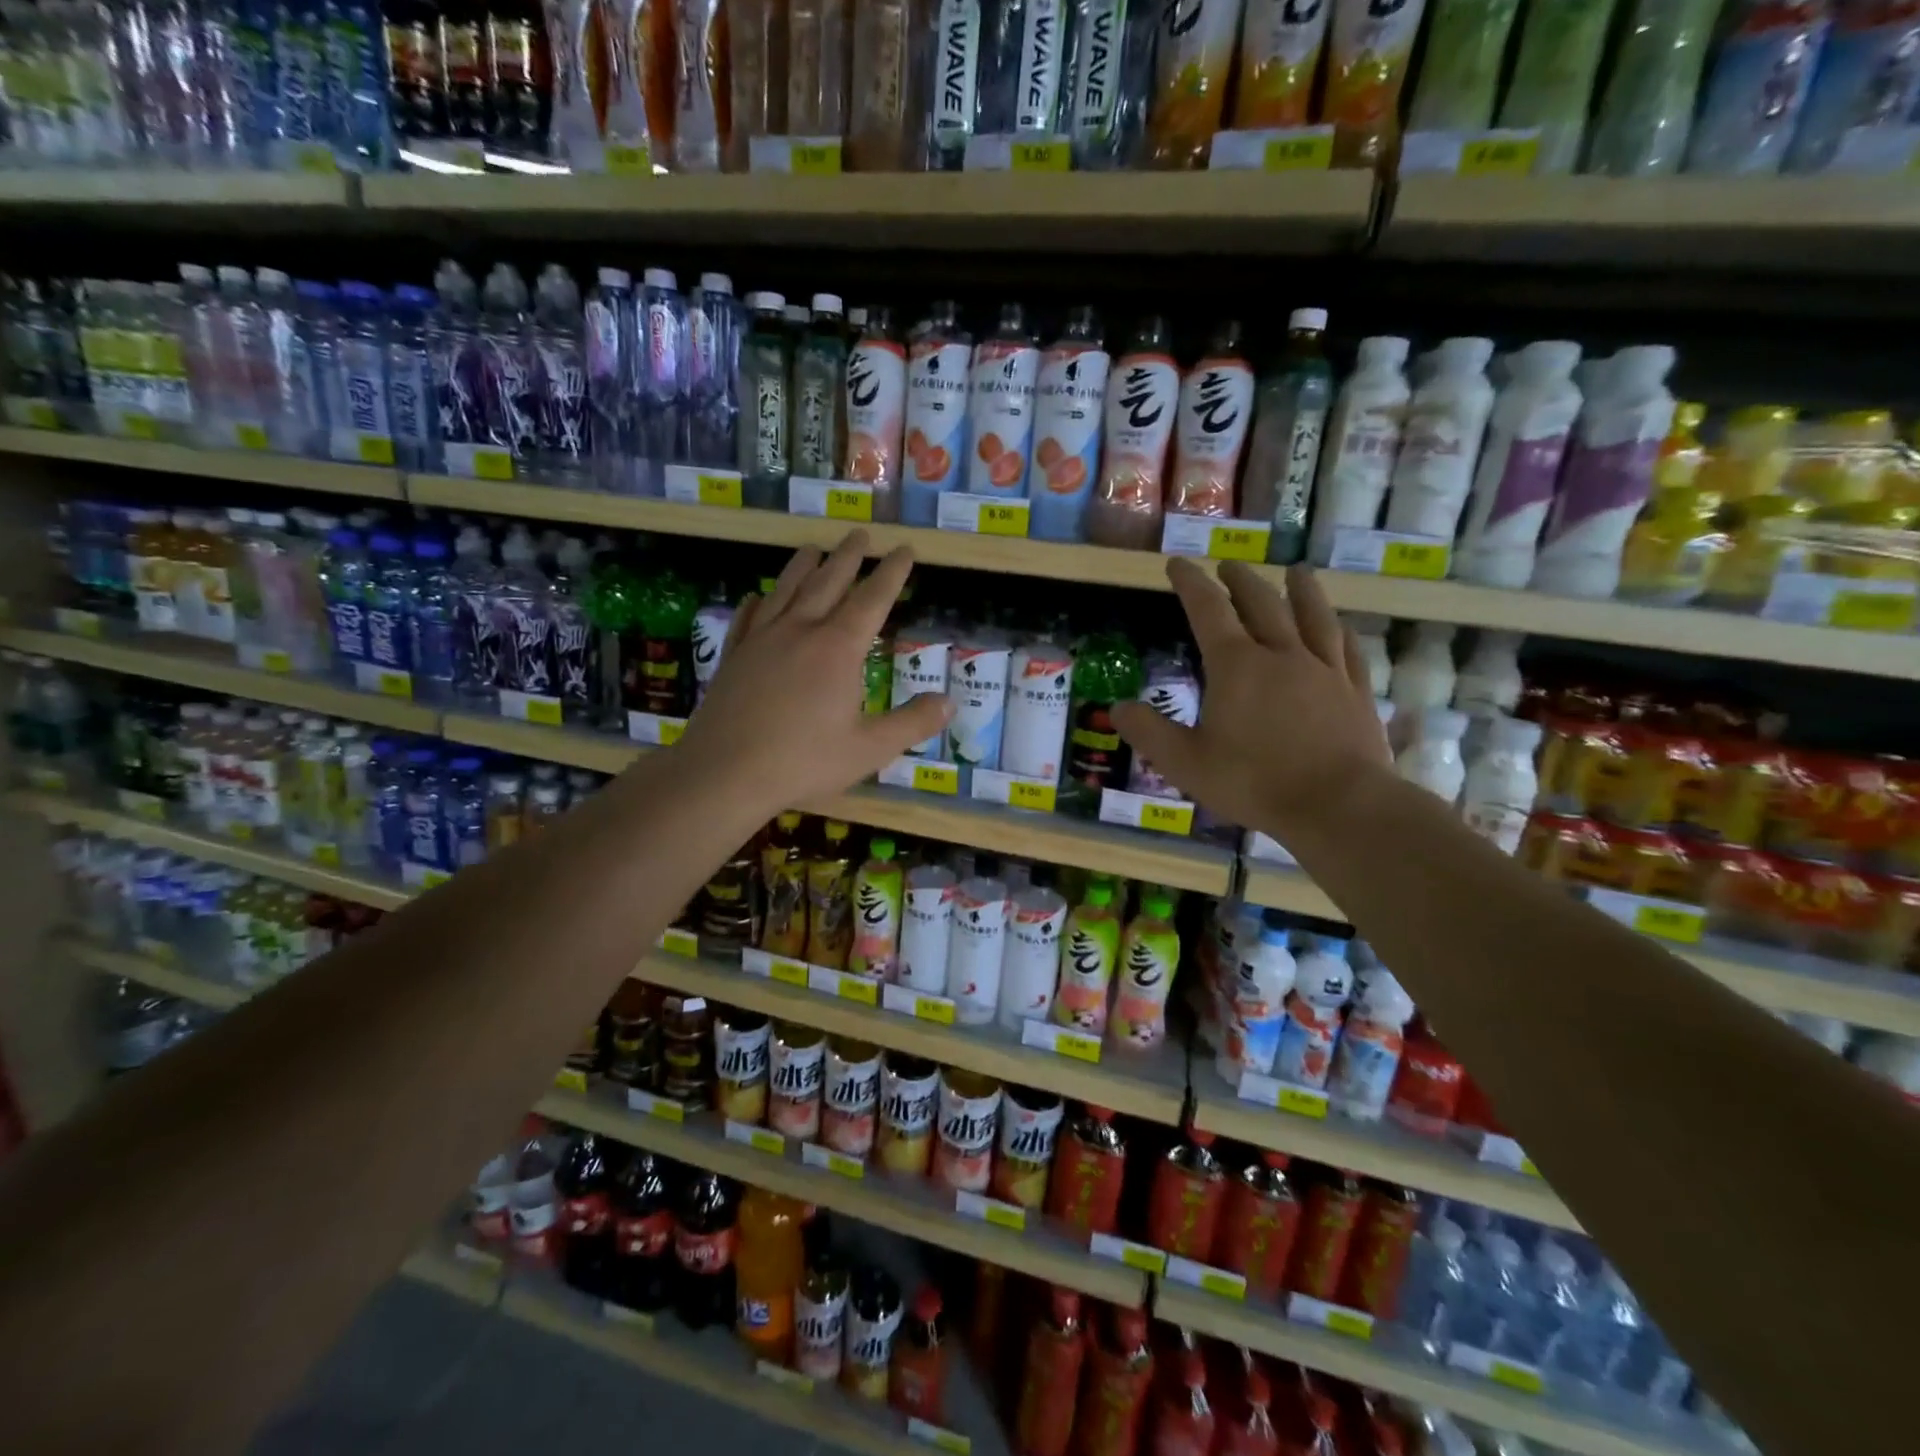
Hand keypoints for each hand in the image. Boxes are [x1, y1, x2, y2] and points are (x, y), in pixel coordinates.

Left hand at [675, 531, 951, 817]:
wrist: (724, 772)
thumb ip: (912, 723)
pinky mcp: (733, 656)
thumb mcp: (870, 749)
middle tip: (861, 534)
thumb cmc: (803, 761)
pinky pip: (747, 618)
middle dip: (849, 557)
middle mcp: (800, 631)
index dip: (892, 573)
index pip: (872, 599)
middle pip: (828, 582)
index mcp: (838, 648)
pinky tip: (757, 595)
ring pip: (786, 590)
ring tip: (813, 547)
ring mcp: (761, 640)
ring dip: (803, 566)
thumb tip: (950, 702)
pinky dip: (757, 602)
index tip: (905, 549)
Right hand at [1112, 559, 1390, 841]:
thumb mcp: (1185, 763)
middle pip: (1261, 604)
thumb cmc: (1254, 782)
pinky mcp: (1355, 691)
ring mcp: (1324, 670)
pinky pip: (1346, 650)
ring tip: (1295, 571)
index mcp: (1236, 666)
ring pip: (1313, 616)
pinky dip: (1339, 631)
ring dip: (1301, 590)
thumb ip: (1149, 732)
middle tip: (1229, 565)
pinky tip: (1340, 626)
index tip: (1178, 563)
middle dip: (1240, 581)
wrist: (1337, 805)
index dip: (1190, 583)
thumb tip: (1117, 708)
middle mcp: (1281, 655)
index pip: (1208, 611)